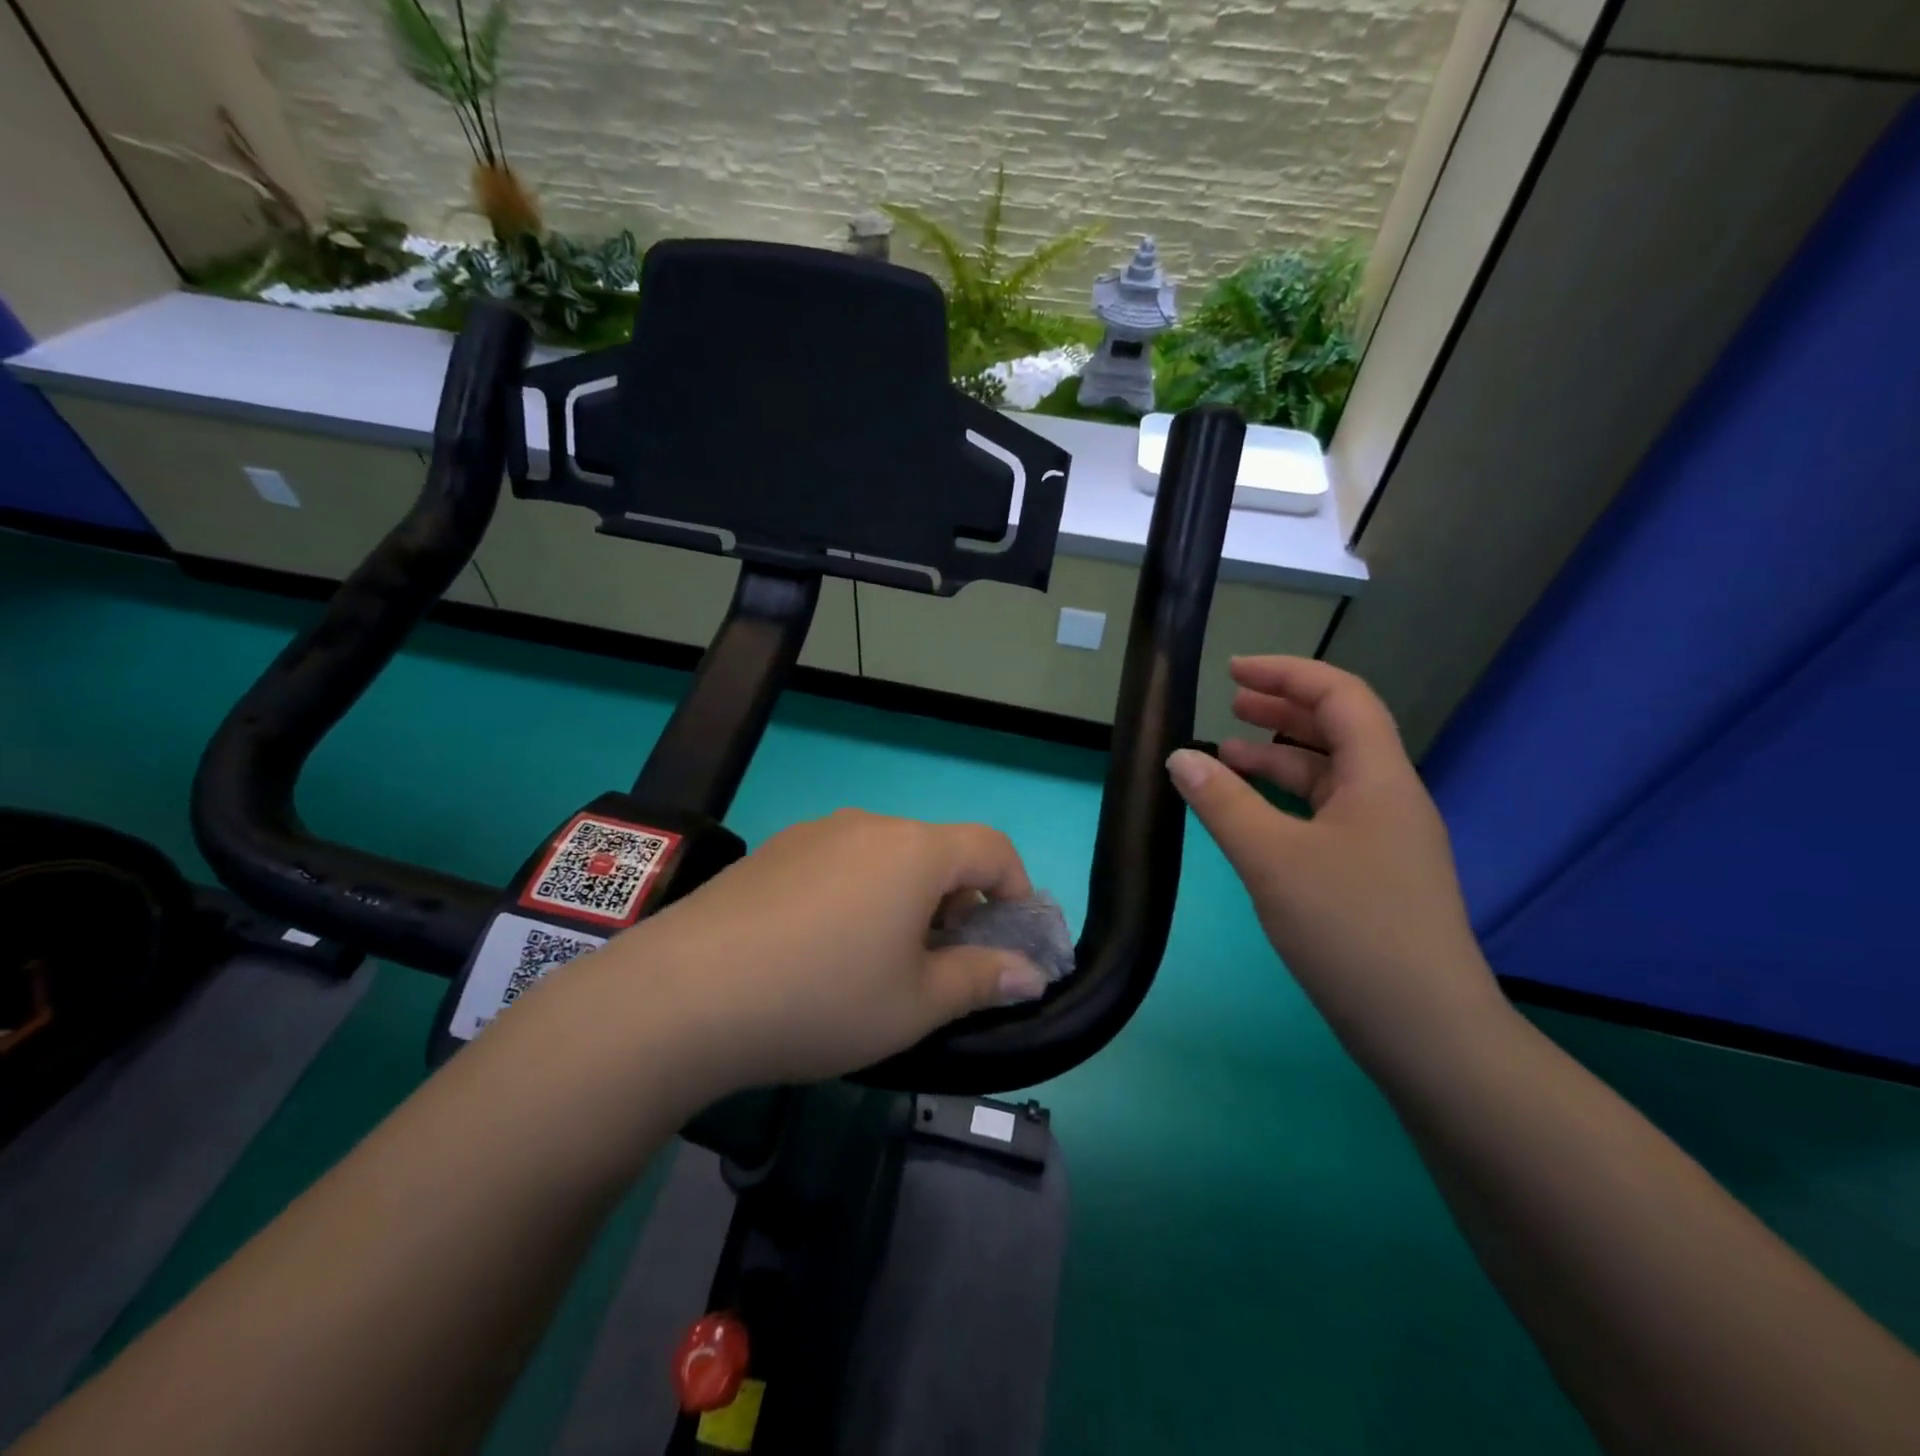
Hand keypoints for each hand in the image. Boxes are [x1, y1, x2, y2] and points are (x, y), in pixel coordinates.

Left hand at [604, 810, 1049, 1093]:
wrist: (685, 994)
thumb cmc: (823, 998)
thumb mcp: (915, 1004)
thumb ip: (981, 980)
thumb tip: (1029, 973)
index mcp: (915, 851)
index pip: (991, 847)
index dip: (1015, 888)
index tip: (1009, 937)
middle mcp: (869, 825)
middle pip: (936, 850)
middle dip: (957, 901)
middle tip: (942, 962)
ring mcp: (814, 833)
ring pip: (885, 856)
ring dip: (905, 897)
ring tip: (880, 959)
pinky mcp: (773, 850)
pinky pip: (839, 862)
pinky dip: (858, 893)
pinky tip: (821, 947)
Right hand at [1166, 656, 1503, 1067]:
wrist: (1425, 1030)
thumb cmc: (1350, 929)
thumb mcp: (1272, 859)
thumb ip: (1223, 803)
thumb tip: (1179, 757)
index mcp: (1379, 778)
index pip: (1340, 697)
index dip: (1287, 674)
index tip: (1233, 671)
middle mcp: (1390, 798)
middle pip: (1339, 731)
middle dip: (1283, 710)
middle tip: (1230, 703)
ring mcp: (1386, 839)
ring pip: (1331, 776)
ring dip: (1281, 758)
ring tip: (1227, 757)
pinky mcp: (1375, 874)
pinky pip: (1328, 815)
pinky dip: (1288, 801)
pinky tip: (1254, 817)